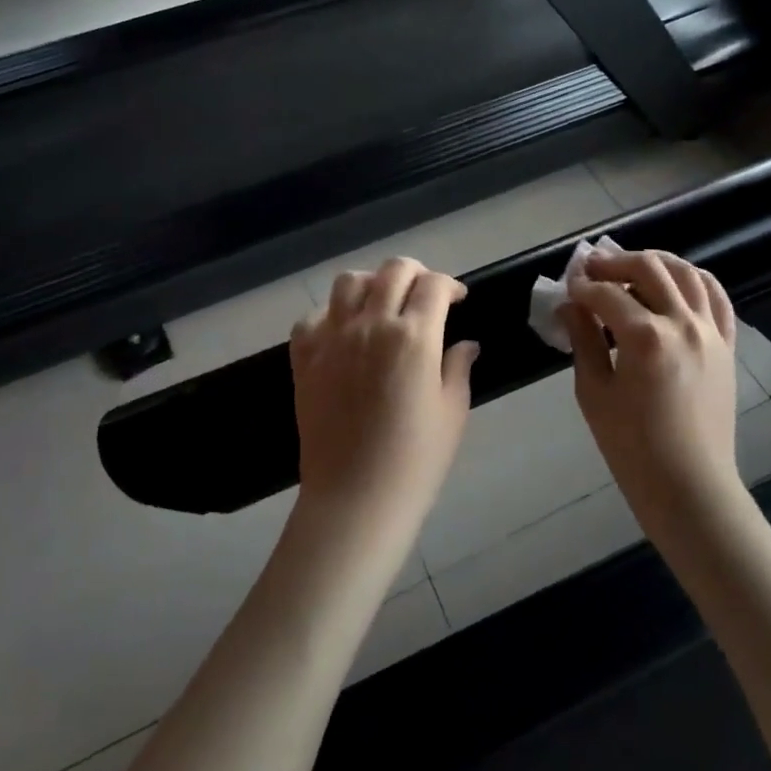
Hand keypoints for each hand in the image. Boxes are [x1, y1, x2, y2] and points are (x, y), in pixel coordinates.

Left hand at [291, 258, 479, 534]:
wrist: (354, 499)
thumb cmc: (415, 461)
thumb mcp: (452, 412)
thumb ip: (458, 367)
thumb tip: (466, 344)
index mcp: (414, 337)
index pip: (434, 285)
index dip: (450, 285)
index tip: (457, 299)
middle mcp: (371, 325)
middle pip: (393, 270)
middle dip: (416, 273)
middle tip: (424, 293)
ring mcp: (333, 338)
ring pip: (349, 281)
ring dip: (372, 283)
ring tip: (382, 303)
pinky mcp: (305, 357)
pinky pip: (314, 316)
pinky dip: (332, 314)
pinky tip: (345, 332)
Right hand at [561, 250, 741, 524]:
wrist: (689, 487)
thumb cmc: (632, 448)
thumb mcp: (594, 393)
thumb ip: (583, 341)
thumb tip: (570, 306)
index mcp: (646, 338)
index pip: (607, 295)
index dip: (582, 287)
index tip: (567, 288)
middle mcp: (683, 324)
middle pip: (649, 268)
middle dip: (615, 262)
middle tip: (592, 268)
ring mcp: (711, 332)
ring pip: (687, 273)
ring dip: (656, 262)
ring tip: (632, 267)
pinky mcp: (727, 346)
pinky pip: (717, 298)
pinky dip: (695, 280)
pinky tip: (677, 282)